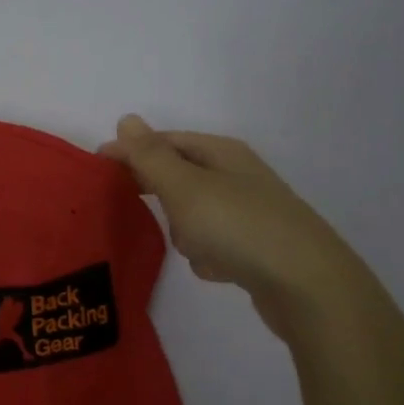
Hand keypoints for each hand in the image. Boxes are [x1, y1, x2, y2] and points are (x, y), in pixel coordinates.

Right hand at [100, 115, 363, 338]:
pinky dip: (207, 254)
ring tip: (188, 246)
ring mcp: (250, 212)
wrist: (307, 285)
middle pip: (180, 175)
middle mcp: (237, 176)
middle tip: (127, 206)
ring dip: (183, 229)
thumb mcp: (185, 187)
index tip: (96, 167)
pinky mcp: (256, 247)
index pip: (165, 141)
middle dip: (157, 191)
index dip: (130, 150)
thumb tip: (127, 119)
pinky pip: (214, 243)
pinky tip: (214, 269)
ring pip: (195, 212)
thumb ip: (151, 156)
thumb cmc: (238, 227)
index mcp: (221, 153)